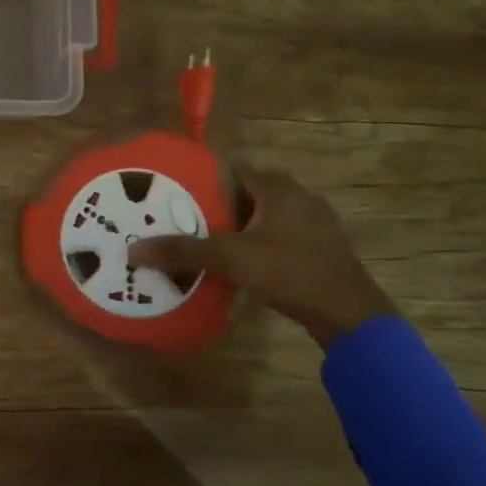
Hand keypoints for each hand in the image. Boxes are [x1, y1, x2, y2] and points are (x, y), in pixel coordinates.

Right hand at [128, 167, 394, 347]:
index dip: (200, 177)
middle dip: (213, 204)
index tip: (171, 191)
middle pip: (245, 192)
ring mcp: (313, 224)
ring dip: (234, 226)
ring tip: (199, 241)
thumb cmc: (292, 273)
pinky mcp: (318, 249)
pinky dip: (253, 243)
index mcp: (279, 187)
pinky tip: (234, 264)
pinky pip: (276, 236)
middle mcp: (298, 197)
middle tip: (179, 218)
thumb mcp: (232, 259)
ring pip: (261, 216)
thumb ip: (183, 251)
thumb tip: (133, 250)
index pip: (231, 168)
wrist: (351, 317)